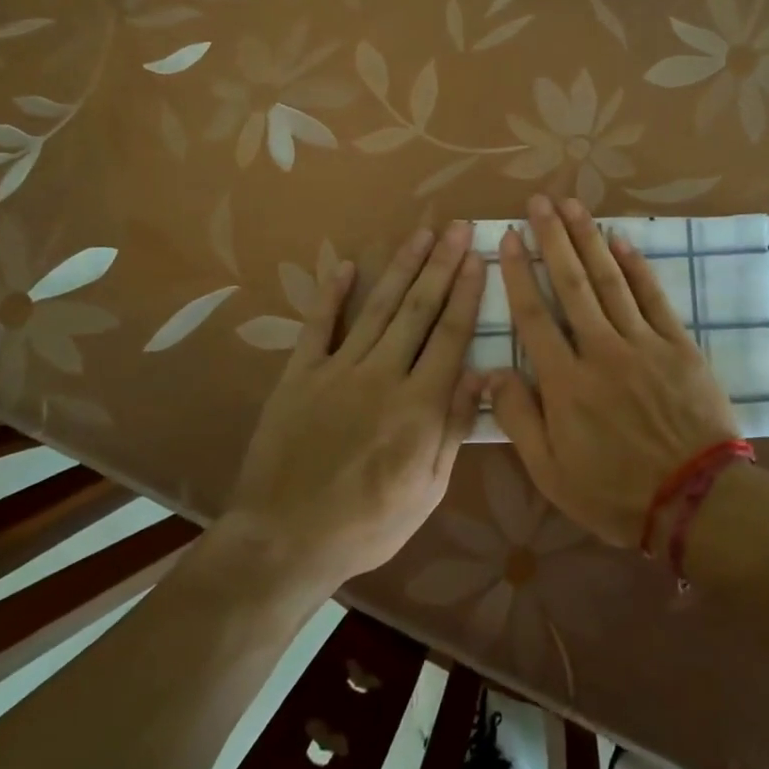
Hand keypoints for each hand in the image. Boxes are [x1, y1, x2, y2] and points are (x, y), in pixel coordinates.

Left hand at [228, 221, 485, 589]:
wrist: (285, 541)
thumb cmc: (368, 524)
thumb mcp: (428, 489)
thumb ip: (453, 427)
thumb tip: (483, 374)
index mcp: (419, 405)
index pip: (451, 335)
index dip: (467, 293)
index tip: (477, 257)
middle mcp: (382, 375)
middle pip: (418, 310)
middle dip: (441, 265)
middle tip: (456, 227)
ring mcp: (337, 370)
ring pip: (377, 308)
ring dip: (400, 268)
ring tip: (420, 234)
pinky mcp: (299, 376)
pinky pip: (317, 327)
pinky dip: (330, 295)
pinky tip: (344, 265)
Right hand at [489, 196, 739, 548]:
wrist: (696, 502)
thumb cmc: (616, 493)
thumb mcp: (551, 473)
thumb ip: (518, 420)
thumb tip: (490, 372)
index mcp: (565, 383)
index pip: (533, 316)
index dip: (517, 273)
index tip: (507, 238)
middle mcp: (601, 351)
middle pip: (571, 284)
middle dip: (552, 239)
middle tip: (538, 201)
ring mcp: (644, 344)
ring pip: (610, 281)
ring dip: (589, 240)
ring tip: (572, 205)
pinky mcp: (678, 346)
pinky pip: (654, 298)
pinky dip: (636, 267)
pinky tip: (621, 241)